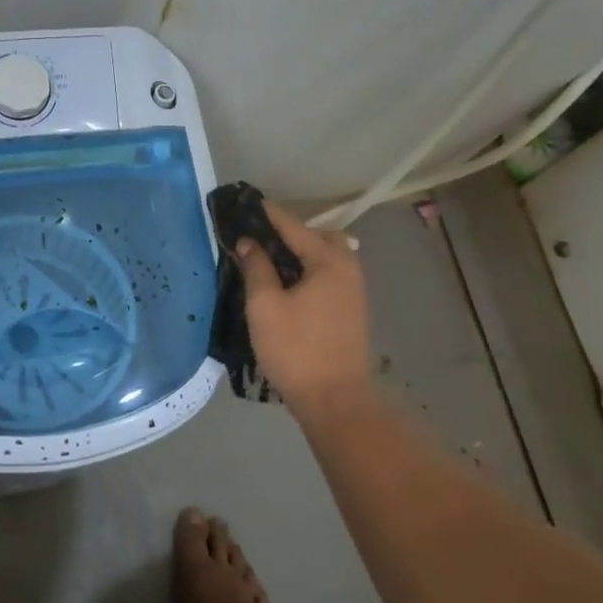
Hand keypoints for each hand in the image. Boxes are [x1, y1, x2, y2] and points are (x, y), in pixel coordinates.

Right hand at [231, 200, 373, 416]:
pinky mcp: (351, 311)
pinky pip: (330, 275)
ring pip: (328, 257)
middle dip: (292, 232)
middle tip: (261, 239)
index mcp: (328, 262)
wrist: (334, 400)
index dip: (269, 214)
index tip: (248, 202)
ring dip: (302, 252)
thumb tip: (250, 242)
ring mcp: (354, 291)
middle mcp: (348, 269)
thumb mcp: (264, 306)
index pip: (294, 226)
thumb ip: (257, 268)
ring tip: (271, 262)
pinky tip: (290, 285)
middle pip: (320, 237)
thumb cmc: (295, 349)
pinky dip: (311, 270)